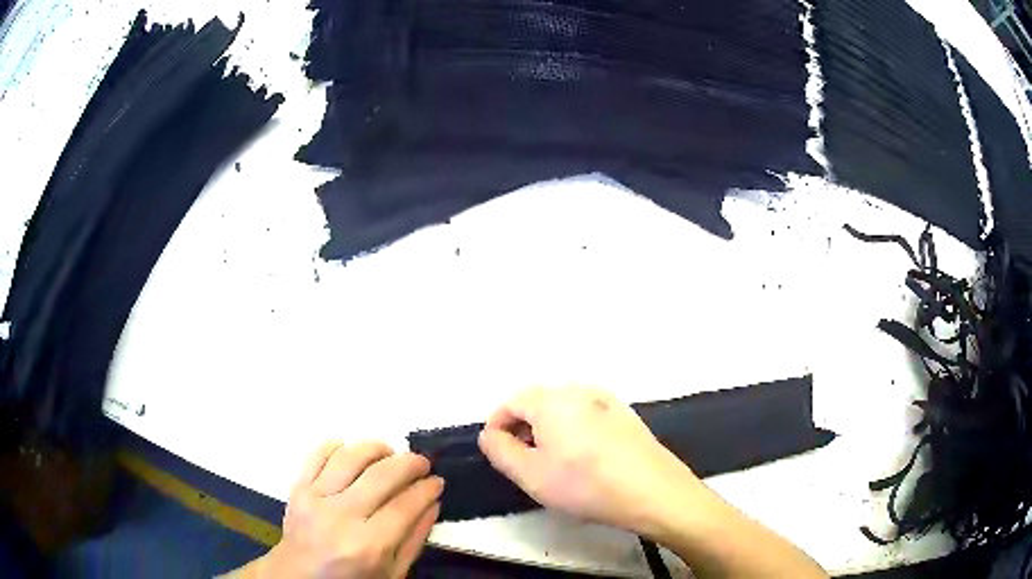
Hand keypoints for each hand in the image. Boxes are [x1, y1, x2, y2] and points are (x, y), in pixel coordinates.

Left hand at [257, 441, 442, 578]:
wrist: (298, 577)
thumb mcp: (392, 572)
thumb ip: (415, 539)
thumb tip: (433, 502)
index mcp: (367, 545)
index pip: (405, 505)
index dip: (426, 489)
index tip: (437, 481)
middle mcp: (339, 517)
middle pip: (381, 475)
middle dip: (410, 463)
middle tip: (422, 463)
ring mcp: (314, 498)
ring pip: (350, 456)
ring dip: (376, 448)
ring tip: (390, 453)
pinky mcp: (297, 487)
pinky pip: (317, 453)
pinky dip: (339, 446)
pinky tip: (353, 453)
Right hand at [477, 386, 702, 534]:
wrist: (651, 491)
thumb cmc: (585, 484)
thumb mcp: (529, 474)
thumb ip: (500, 451)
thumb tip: (490, 434)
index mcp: (552, 399)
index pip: (511, 402)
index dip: (497, 426)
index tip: (497, 452)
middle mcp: (579, 390)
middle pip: (538, 403)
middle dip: (523, 429)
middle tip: (523, 462)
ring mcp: (607, 400)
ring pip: (564, 410)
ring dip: (549, 431)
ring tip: (553, 464)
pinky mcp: (626, 415)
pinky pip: (588, 416)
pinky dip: (575, 432)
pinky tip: (585, 460)